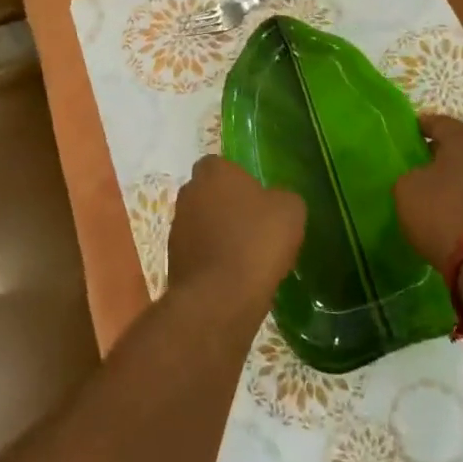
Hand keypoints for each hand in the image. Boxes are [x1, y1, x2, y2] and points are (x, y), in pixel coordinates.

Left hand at [165, 157, 304, 305]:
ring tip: (245, 256)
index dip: (238, 180)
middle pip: (209, 194)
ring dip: (218, 234)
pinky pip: (198, 252)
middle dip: (226, 206)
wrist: (220, 297)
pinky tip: (233, 276)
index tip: (257, 198)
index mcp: (214, 172)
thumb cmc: (256, 242)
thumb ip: (281, 197)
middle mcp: (188, 193)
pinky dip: (212, 260)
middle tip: (253, 226)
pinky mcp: (173, 259)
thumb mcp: (290, 211)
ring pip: (201, 223)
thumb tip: (275, 201)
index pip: (221, 165)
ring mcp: (177, 227)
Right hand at [394, 115, 462, 275]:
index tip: (408, 133)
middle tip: (423, 160)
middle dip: (444, 149)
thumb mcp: (407, 189)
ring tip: (440, 187)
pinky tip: (458, 208)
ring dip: (461, 173)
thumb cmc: (442, 213)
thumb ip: (411, 174)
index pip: (439, 122)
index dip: (421, 126)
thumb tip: (421, 176)